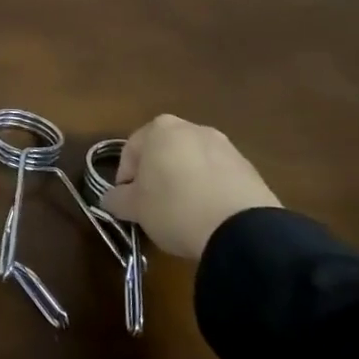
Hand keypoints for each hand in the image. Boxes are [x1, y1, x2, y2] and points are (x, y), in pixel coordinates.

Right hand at [100, 114, 279, 259]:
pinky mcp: (249, 169)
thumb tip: (110, 198)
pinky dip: (210, 191)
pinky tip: (209, 217)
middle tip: (153, 206)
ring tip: (184, 214)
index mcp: (159, 129)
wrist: (241, 229)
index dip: (125, 179)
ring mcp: (225, 146)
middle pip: (163, 153)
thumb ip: (117, 199)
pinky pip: (218, 177)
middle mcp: (192, 128)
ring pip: (192, 163)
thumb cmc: (174, 207)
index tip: (128, 203)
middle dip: (156, 176)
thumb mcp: (135, 208)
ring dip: (184, 183)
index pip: (131, 151)